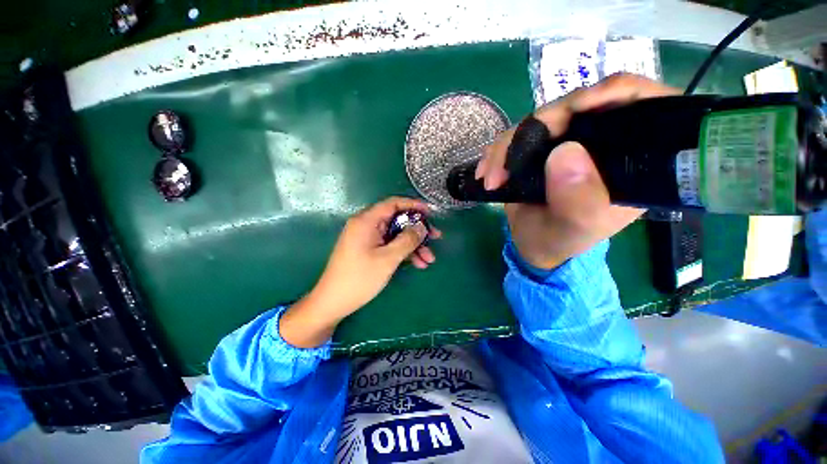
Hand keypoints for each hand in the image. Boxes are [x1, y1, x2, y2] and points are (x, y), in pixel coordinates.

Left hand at [280, 197, 440, 347]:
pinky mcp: (368, 250)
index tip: (430, 213)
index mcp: (367, 221)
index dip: (413, 205)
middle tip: (436, 237)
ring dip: (413, 245)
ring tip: (429, 259)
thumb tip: (422, 227)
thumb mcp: (388, 258)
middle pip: (397, 220)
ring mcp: (367, 238)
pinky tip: (417, 264)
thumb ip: (407, 240)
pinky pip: (389, 245)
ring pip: (395, 235)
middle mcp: (366, 225)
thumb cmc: (360, 278)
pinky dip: (403, 253)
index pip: (393, 204)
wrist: (333, 302)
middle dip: (417, 230)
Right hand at [476, 73, 679, 269]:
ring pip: (540, 119)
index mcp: (629, 161)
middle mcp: (602, 142)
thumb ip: (578, 200)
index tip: (579, 105)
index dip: (615, 92)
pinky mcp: (540, 146)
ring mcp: (568, 141)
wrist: (532, 242)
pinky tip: (486, 171)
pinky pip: (517, 134)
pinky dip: (497, 151)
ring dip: (507, 145)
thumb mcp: (573, 230)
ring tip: (490, 177)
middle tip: (507, 160)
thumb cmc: (559, 240)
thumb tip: (565, 151)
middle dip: (539, 126)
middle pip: (578, 106)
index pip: (644, 105)